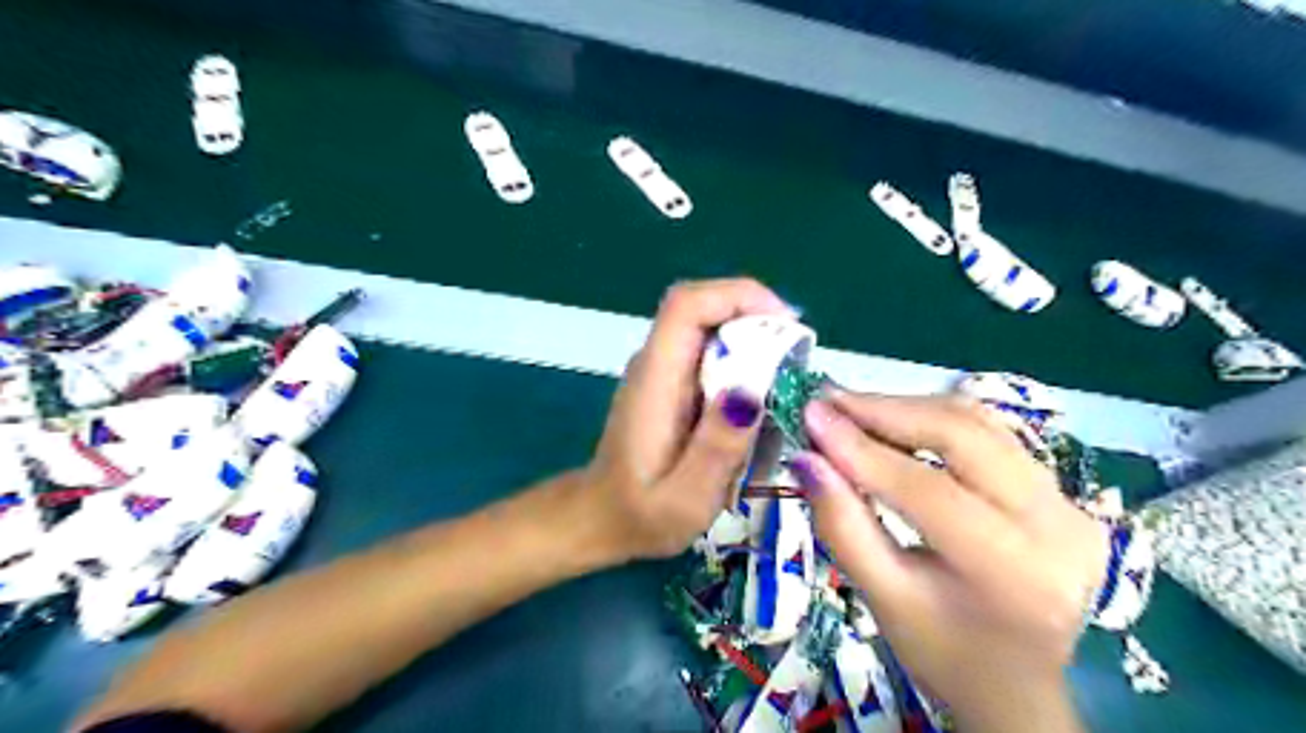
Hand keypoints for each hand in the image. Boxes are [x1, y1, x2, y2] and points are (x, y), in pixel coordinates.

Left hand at [586, 281, 789, 561]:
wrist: (601, 518)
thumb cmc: (640, 515)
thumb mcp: (686, 498)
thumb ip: (717, 447)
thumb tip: (753, 390)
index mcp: (655, 379)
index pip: (687, 305)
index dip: (738, 296)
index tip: (786, 325)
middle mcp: (656, 362)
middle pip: (703, 308)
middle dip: (757, 317)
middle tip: (799, 357)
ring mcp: (662, 371)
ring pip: (710, 328)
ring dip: (754, 339)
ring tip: (790, 377)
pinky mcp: (672, 383)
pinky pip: (711, 353)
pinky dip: (744, 360)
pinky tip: (764, 396)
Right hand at [792, 392, 1106, 728]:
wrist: (1016, 683)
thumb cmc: (942, 651)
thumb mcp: (882, 598)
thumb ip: (842, 524)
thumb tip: (806, 457)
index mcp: (1012, 573)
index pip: (927, 490)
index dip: (862, 449)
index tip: (811, 415)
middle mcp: (1057, 527)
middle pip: (962, 436)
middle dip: (886, 411)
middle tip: (828, 401)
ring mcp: (1068, 502)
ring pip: (978, 423)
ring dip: (908, 408)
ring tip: (851, 407)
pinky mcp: (1062, 490)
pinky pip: (991, 433)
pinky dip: (934, 419)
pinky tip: (894, 421)